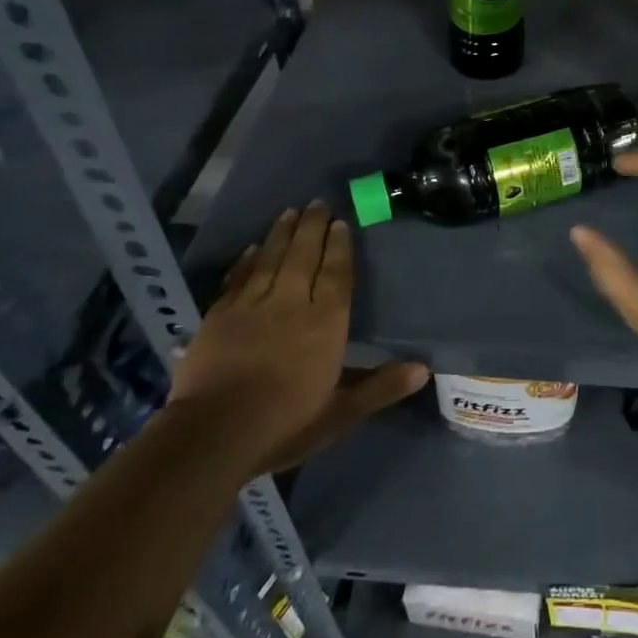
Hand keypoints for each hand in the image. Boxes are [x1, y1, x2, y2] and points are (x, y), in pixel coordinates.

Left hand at [169, 203, 426, 474]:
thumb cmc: (284, 423)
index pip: (336, 275)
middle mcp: (291, 303)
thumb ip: (380, 387)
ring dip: (281, 234)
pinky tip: (249, 249)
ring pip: (270, 259)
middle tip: (317, 203)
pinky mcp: (218, 317)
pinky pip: (237, 279)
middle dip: (312, 228)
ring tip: (289, 212)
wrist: (212, 434)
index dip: (339, 247)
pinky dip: (245, 262)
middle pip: (304, 256)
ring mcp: (251, 306)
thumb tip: (424, 368)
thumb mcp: (340, 413)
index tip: (341, 223)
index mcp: (325, 322)